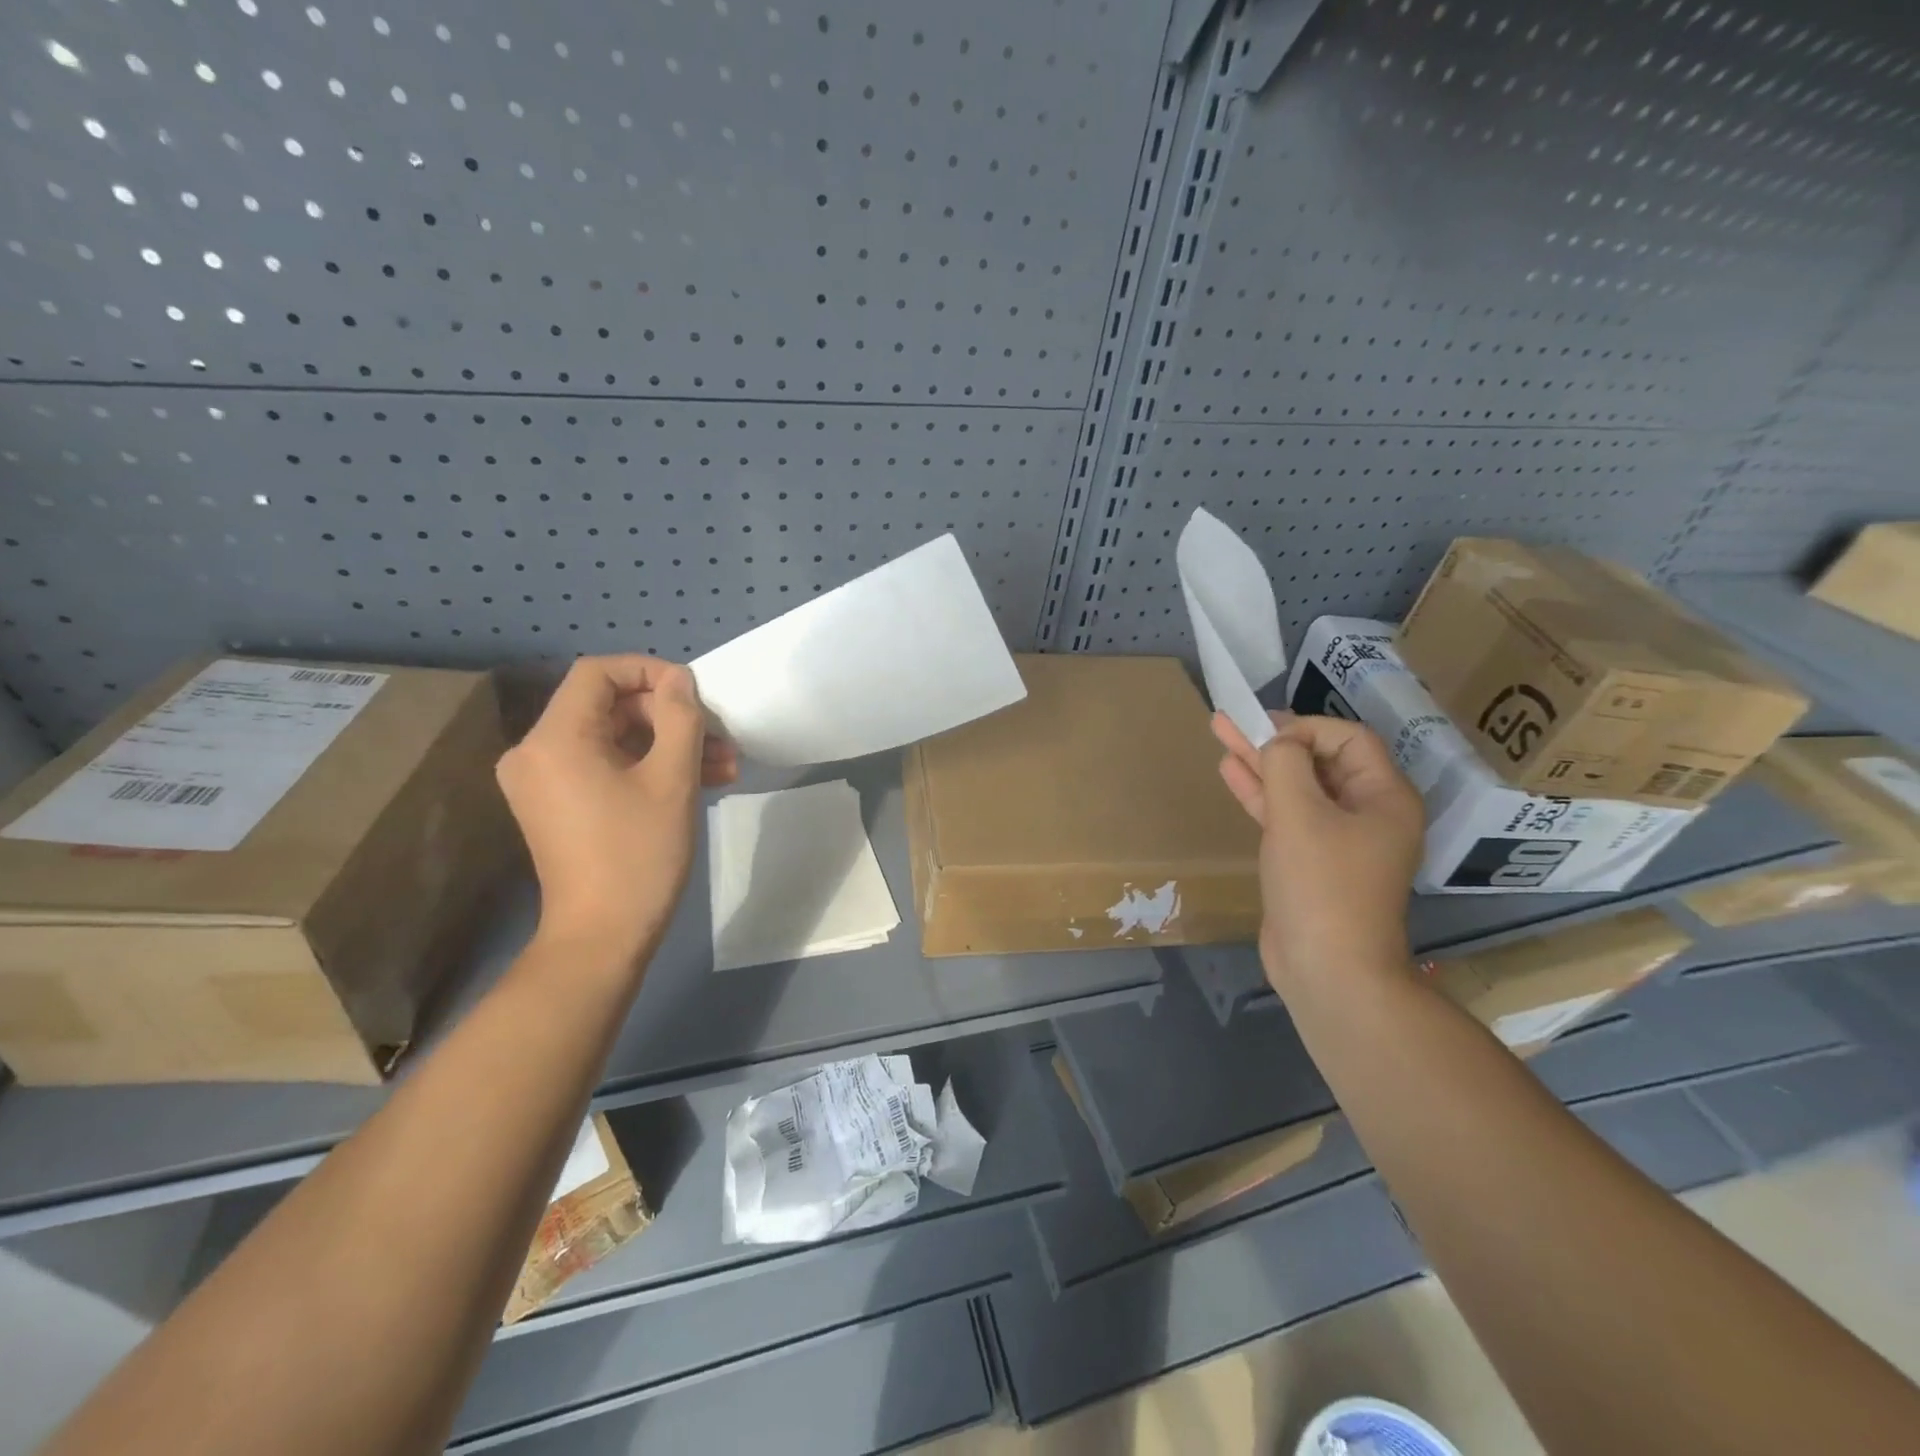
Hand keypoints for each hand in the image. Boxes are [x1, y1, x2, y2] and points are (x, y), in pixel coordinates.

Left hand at [497, 656, 737, 961]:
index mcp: (555, 738)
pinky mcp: (556, 805)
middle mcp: (535, 752)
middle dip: (669, 717)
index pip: (597, 673)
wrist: (602, 936)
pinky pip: (604, 766)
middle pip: (608, 706)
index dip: (649, 671)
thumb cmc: (639, 854)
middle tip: (719, 737)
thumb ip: (680, 718)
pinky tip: (698, 781)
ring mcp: (543, 781)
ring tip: (723, 764)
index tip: (694, 694)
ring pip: (613, 738)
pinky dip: (646, 766)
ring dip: (667, 745)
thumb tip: (679, 681)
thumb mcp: (672, 779)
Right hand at [1212, 711, 1424, 996]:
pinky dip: (1260, 794)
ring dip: (1260, 763)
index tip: (1266, 735)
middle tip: (1232, 718)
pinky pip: (1287, 815)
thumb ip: (1285, 765)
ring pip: (1297, 787)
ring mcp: (1337, 839)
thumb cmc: (1322, 884)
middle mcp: (1367, 812)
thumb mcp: (1300, 814)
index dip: (1305, 728)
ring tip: (1221, 733)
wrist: (1327, 968)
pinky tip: (1230, 772)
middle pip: (1319, 760)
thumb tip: (1277, 743)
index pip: (1348, 739)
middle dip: (1274, 739)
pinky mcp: (1310, 860)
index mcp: (1384, 797)